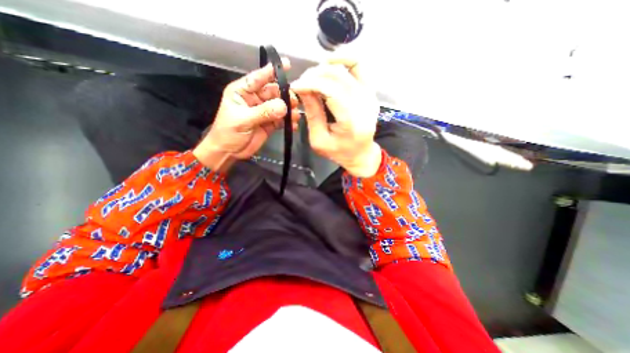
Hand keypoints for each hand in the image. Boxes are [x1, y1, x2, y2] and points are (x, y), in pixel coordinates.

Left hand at [193, 59, 297, 171]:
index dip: (272, 71)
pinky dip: (288, 122)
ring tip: (295, 116)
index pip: (258, 77)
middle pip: (273, 92)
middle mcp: (255, 99)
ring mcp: (264, 111)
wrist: (229, 152)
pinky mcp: (270, 123)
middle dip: (285, 95)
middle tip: (295, 102)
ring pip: (280, 106)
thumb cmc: (228, 133)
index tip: (287, 64)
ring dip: (289, 109)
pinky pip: (282, 119)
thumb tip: (284, 106)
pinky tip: (293, 125)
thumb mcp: (243, 120)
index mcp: (243, 92)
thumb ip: (263, 112)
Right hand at [293, 59, 380, 177]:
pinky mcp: (371, 92)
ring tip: (313, 76)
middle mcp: (364, 105)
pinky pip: (359, 67)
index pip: (331, 91)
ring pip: (348, 68)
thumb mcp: (319, 140)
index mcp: (351, 121)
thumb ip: (313, 114)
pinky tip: (331, 63)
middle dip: (315, 75)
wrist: (361, 154)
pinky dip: (344, 59)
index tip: (295, 86)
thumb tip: (303, 89)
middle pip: (338, 77)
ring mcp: (370, 97)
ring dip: (326, 67)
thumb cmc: (339, 152)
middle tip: (302, 83)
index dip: (310, 84)